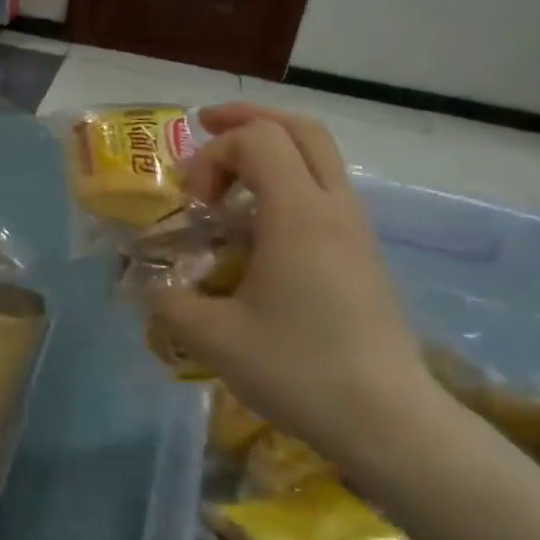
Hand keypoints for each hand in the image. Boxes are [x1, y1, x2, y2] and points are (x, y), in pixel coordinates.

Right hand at [147, 105, 432, 461]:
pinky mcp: (363, 254)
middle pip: (299, 128)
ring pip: (319, 157)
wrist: (387, 419)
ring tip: (228, 179)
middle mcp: (333, 206)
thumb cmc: (299, 369)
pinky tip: (259, 227)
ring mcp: (355, 229)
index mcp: (299, 213)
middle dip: (249, 119)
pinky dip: (287, 183)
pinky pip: (325, 191)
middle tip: (207, 127)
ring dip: (270, 151)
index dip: (213, 156)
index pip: (257, 138)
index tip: (195, 206)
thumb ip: (170, 300)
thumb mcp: (214, 338)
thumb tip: (151, 286)